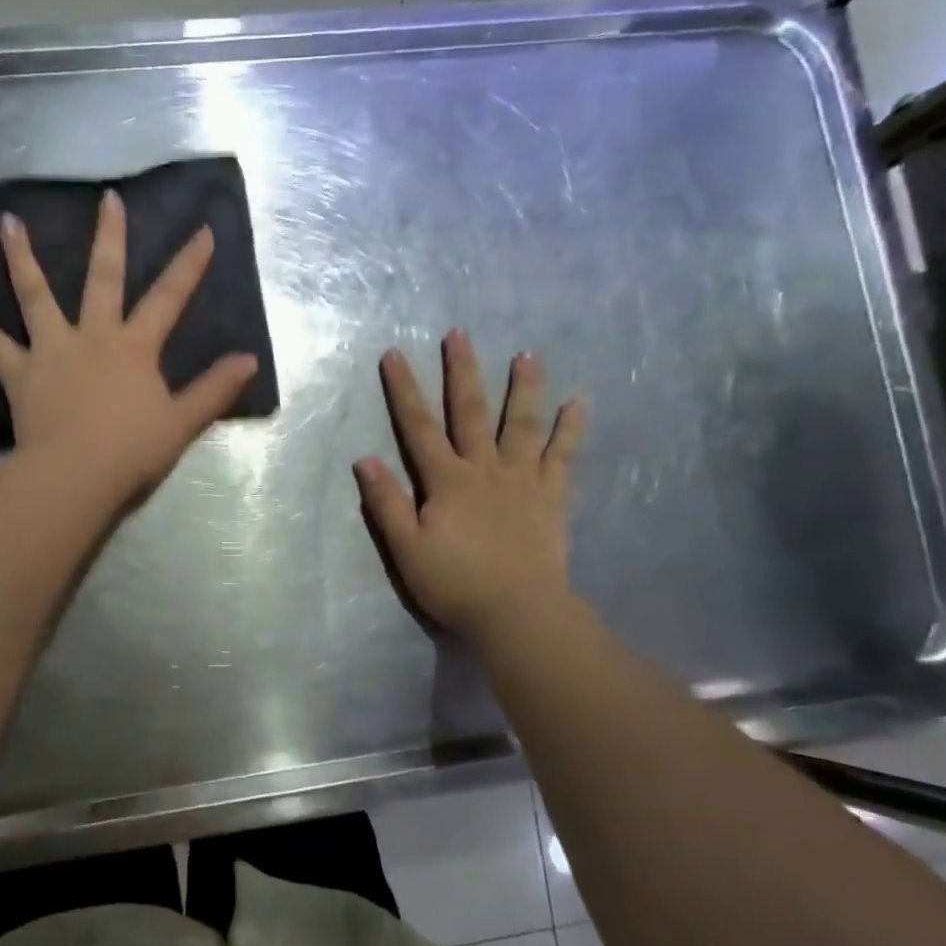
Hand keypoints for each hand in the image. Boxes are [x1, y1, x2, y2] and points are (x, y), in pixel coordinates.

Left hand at [0, 189, 257, 502]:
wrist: (76, 476)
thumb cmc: (131, 451)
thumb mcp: (182, 423)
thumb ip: (214, 390)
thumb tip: (249, 360)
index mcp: (134, 348)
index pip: (169, 299)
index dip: (188, 266)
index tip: (203, 231)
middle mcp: (93, 336)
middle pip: (103, 278)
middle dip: (109, 238)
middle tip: (107, 199)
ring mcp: (52, 350)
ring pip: (36, 295)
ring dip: (22, 257)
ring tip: (8, 221)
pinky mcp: (19, 372)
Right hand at [355, 330, 586, 642]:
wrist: (517, 612)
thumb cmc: (455, 582)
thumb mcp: (407, 548)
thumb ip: (387, 503)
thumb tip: (365, 460)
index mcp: (447, 480)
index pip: (418, 426)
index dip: (404, 390)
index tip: (394, 354)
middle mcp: (485, 468)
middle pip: (472, 412)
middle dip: (462, 371)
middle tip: (460, 334)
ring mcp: (522, 479)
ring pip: (522, 424)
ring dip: (523, 387)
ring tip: (527, 355)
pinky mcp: (551, 496)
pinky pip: (563, 456)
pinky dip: (571, 428)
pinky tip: (579, 401)